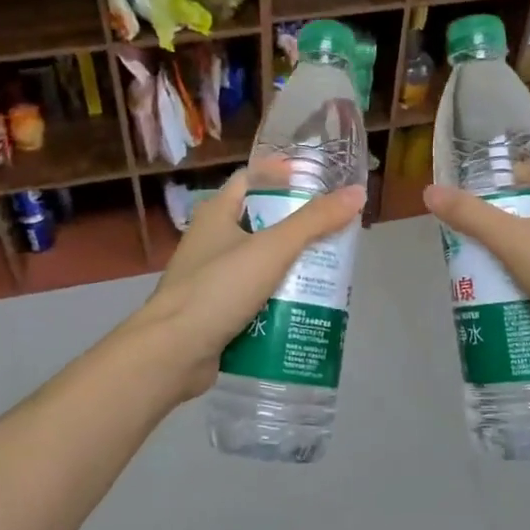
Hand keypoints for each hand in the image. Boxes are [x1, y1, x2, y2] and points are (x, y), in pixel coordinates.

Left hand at [128, 171, 365, 405]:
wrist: (173, 353)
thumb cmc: (218, 288)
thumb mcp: (272, 249)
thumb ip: (315, 221)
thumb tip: (357, 193)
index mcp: (216, 213)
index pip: (251, 180)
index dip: (283, 176)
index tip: (318, 183)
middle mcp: (211, 240)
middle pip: (261, 223)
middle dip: (298, 228)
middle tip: (335, 233)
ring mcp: (211, 278)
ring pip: (260, 263)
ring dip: (291, 267)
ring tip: (329, 271)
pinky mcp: (216, 311)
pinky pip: (254, 297)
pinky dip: (277, 300)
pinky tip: (305, 307)